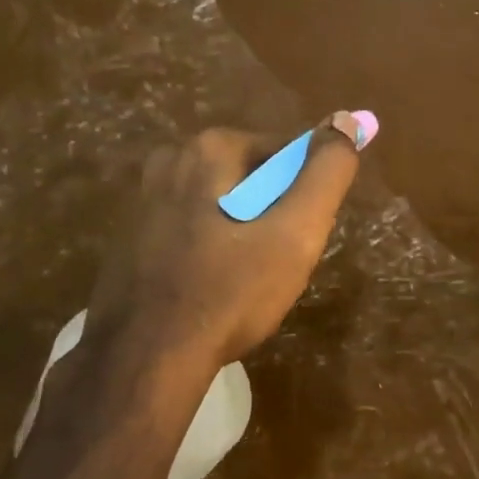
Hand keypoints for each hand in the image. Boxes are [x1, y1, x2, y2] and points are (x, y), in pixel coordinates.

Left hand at [86, 115, 372, 370]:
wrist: (146, 358)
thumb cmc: (229, 291)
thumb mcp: (295, 233)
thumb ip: (326, 173)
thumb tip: (348, 119)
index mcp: (209, 148)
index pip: (284, 155)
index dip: (303, 200)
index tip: (298, 243)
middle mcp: (170, 160)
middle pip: (251, 181)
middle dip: (272, 219)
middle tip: (276, 268)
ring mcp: (143, 200)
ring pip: (222, 209)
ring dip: (243, 238)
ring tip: (245, 285)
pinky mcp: (130, 238)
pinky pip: (192, 233)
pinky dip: (210, 253)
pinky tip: (212, 291)